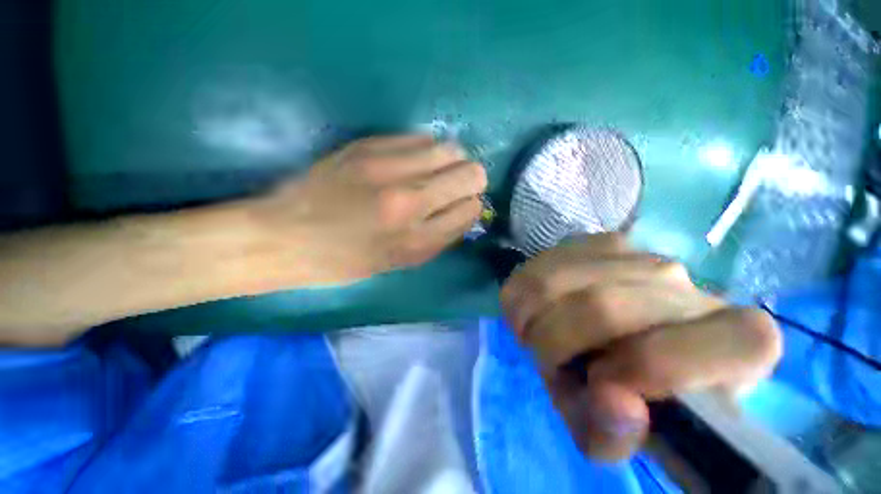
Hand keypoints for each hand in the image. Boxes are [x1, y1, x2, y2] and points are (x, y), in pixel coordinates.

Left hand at [251, 135, 486, 284]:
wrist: (286, 235)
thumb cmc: (346, 260)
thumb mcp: (400, 262)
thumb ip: (440, 238)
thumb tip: (466, 211)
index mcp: (416, 240)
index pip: (472, 209)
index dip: (471, 206)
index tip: (461, 207)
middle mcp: (409, 201)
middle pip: (471, 173)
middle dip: (471, 180)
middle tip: (455, 186)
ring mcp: (388, 168)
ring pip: (451, 149)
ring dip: (451, 162)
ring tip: (435, 172)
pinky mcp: (369, 146)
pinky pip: (421, 138)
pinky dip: (426, 150)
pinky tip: (412, 162)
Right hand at [500, 234, 781, 460]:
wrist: (620, 344)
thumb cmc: (627, 395)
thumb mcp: (615, 433)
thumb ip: (614, 435)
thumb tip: (612, 399)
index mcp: (738, 345)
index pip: (675, 354)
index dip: (633, 370)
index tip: (598, 385)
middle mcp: (691, 286)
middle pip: (600, 306)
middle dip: (555, 340)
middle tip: (550, 359)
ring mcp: (638, 254)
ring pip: (558, 279)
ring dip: (535, 315)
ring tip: (540, 332)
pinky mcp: (598, 241)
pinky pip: (542, 263)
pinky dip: (526, 291)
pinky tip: (540, 307)